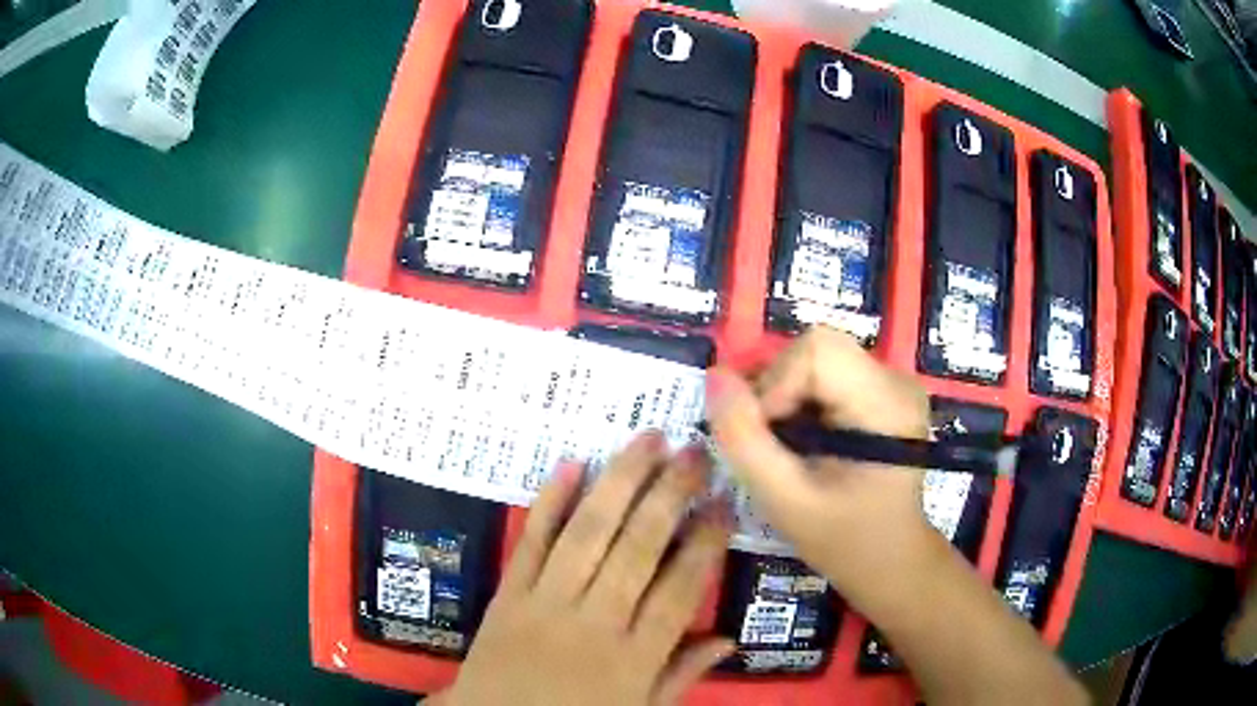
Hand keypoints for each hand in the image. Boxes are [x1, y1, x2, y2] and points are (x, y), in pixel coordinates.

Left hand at [434, 433, 733, 705]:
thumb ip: (683, 675)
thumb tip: (730, 639)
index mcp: (634, 657)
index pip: (680, 589)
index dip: (706, 542)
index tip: (725, 502)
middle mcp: (594, 622)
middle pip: (638, 548)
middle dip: (671, 494)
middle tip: (695, 451)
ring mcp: (545, 603)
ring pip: (588, 532)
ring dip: (621, 481)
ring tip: (649, 440)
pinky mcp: (508, 593)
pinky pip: (531, 541)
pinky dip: (550, 501)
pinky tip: (572, 464)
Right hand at [705, 327, 938, 610]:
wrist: (890, 560)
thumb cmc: (843, 541)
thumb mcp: (785, 501)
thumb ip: (745, 440)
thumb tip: (715, 375)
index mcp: (886, 405)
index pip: (818, 350)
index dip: (776, 383)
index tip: (766, 436)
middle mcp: (896, 381)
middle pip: (816, 349)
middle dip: (776, 390)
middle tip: (769, 444)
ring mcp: (892, 383)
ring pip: (816, 357)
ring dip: (784, 396)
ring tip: (785, 446)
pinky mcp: (882, 390)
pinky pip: (826, 372)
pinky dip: (798, 399)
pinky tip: (802, 438)